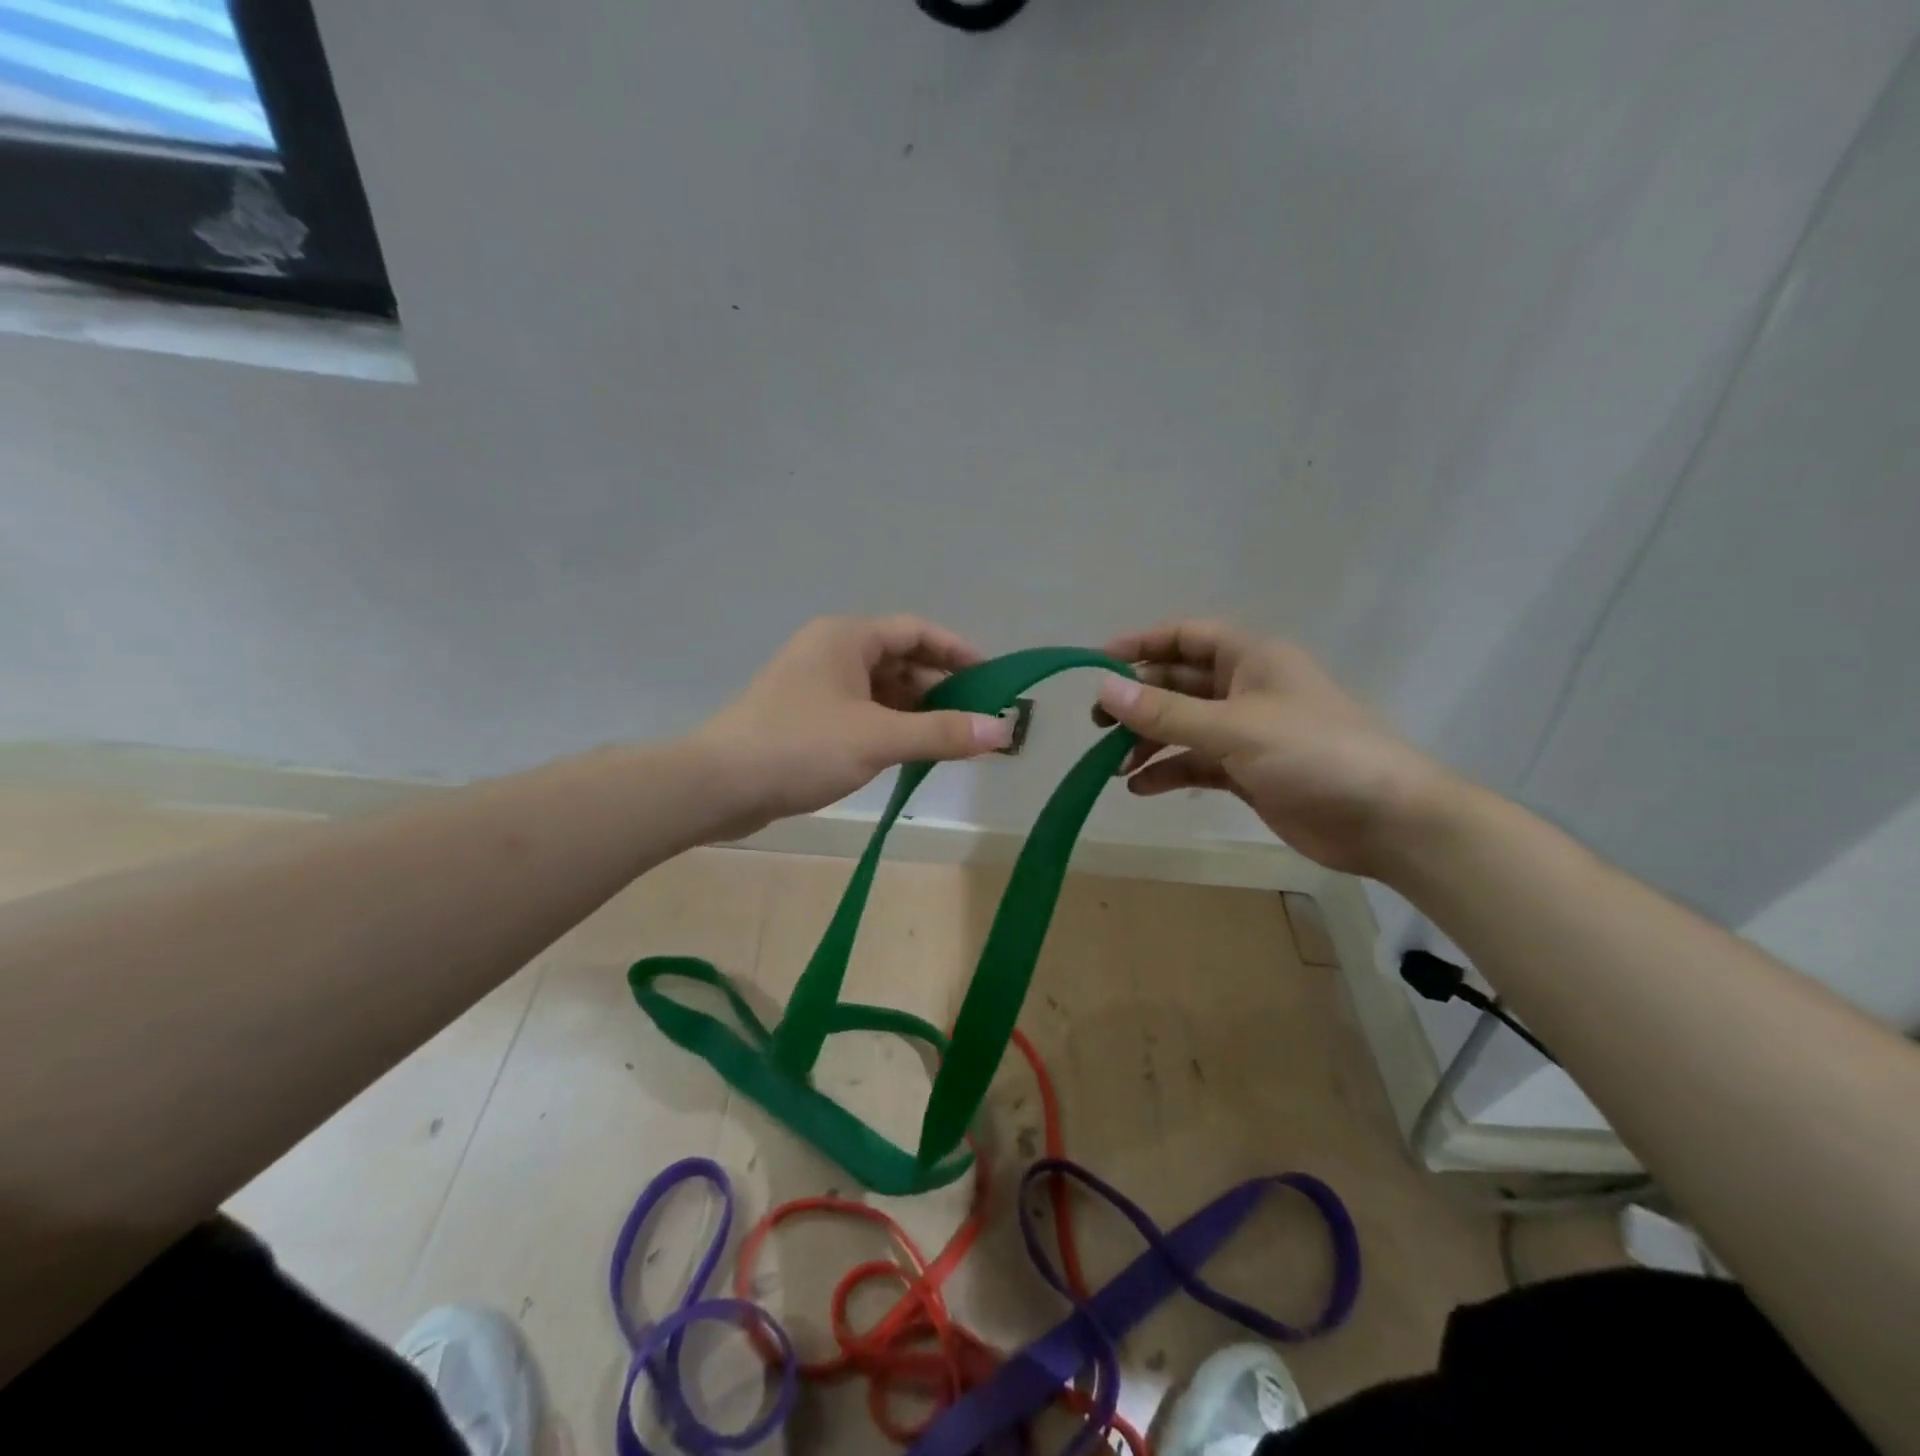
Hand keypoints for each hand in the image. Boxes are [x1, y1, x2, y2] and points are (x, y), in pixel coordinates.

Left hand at [695, 615, 1012, 835]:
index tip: (992, 679)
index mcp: (846, 637)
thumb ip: (942, 733)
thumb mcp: (878, 738)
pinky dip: (889, 725)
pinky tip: (908, 752)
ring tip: (950, 740)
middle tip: (976, 718)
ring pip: (880, 688)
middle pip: (899, 659)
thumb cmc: (800, 747)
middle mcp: (831, 651)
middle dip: (939, 687)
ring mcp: (815, 684)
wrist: (718, 785)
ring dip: (915, 710)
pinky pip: (861, 711)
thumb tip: (1002, 730)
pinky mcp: (805, 716)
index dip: (958, 651)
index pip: (916, 630)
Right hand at [1094, 621, 1456, 876]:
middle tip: (1097, 724)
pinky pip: (1196, 763)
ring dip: (1148, 741)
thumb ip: (1165, 711)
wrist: (1385, 819)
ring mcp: (1247, 732)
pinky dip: (1168, 772)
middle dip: (1138, 701)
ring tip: (1113, 764)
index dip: (1141, 644)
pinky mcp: (1248, 772)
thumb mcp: (1233, 727)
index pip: (1185, 637)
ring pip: (1183, 726)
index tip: (1096, 664)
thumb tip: (1102, 688)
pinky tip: (1140, 788)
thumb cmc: (1313, 753)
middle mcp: (1246, 689)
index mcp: (1251, 659)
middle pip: (1178, 684)